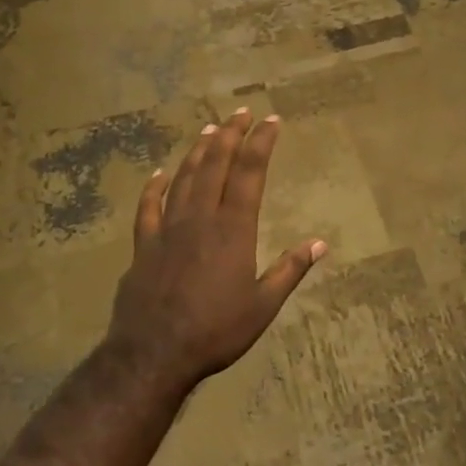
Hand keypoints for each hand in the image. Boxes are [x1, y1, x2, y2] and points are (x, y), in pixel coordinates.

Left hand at [107, 108, 325, 391]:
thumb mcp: (263, 306)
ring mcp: (168, 228)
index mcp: (233, 229)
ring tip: (210, 129)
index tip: (271, 121)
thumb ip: (290, 270)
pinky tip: (159, 172)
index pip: (250, 174)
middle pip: (216, 164)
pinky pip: (148, 207)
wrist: (154, 353)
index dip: (261, 143)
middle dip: (230, 134)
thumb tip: (321, 243)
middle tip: (241, 111)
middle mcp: (200, 218)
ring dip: (198, 151)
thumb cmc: (216, 331)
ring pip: (184, 177)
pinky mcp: (143, 244)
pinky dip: (154, 186)